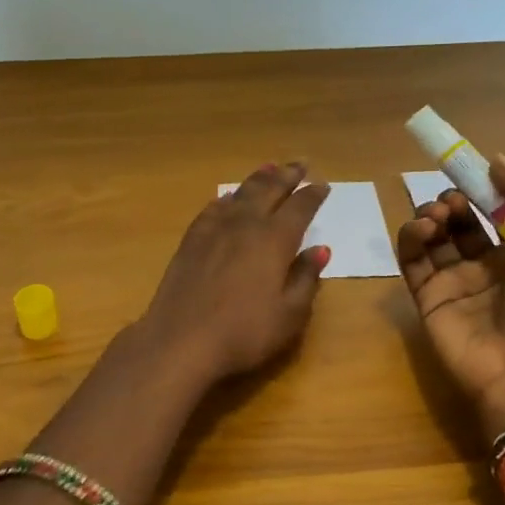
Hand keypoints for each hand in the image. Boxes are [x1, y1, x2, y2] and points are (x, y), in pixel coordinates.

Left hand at [139, 162, 332, 381]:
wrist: (181, 340)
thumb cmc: (244, 333)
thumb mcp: (289, 314)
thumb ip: (306, 278)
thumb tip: (320, 249)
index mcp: (275, 240)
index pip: (300, 208)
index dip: (312, 195)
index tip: (322, 185)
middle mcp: (245, 225)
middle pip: (269, 190)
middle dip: (287, 176)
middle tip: (300, 164)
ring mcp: (214, 230)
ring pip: (240, 194)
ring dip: (257, 179)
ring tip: (269, 167)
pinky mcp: (191, 241)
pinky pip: (213, 209)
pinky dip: (226, 198)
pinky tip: (227, 199)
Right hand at [397, 157, 504, 439]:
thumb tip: (497, 160)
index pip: (497, 212)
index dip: (483, 190)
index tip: (470, 169)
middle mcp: (487, 266)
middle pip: (461, 222)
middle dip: (454, 202)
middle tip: (452, 201)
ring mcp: (455, 283)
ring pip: (434, 238)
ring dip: (431, 216)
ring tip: (437, 216)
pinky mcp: (427, 299)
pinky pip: (412, 261)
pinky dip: (410, 239)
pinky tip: (421, 229)